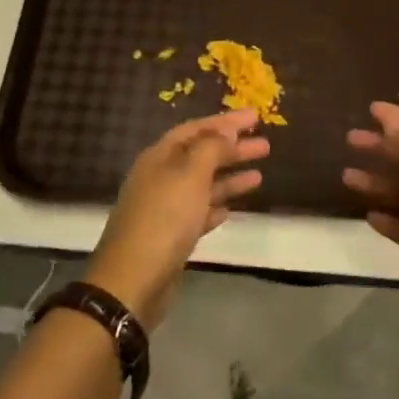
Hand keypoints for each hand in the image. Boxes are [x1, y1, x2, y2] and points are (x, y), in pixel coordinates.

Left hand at [86, 109, 268, 326]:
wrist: (133, 281)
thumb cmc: (164, 219)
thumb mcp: (190, 175)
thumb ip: (211, 149)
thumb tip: (226, 131)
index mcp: (160, 157)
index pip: (196, 129)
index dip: (226, 121)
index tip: (256, 117)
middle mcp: (160, 178)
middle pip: (201, 156)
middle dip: (232, 149)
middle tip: (265, 146)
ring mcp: (164, 209)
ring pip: (202, 185)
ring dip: (229, 178)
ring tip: (259, 176)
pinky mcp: (170, 237)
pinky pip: (198, 213)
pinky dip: (216, 207)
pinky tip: (232, 209)